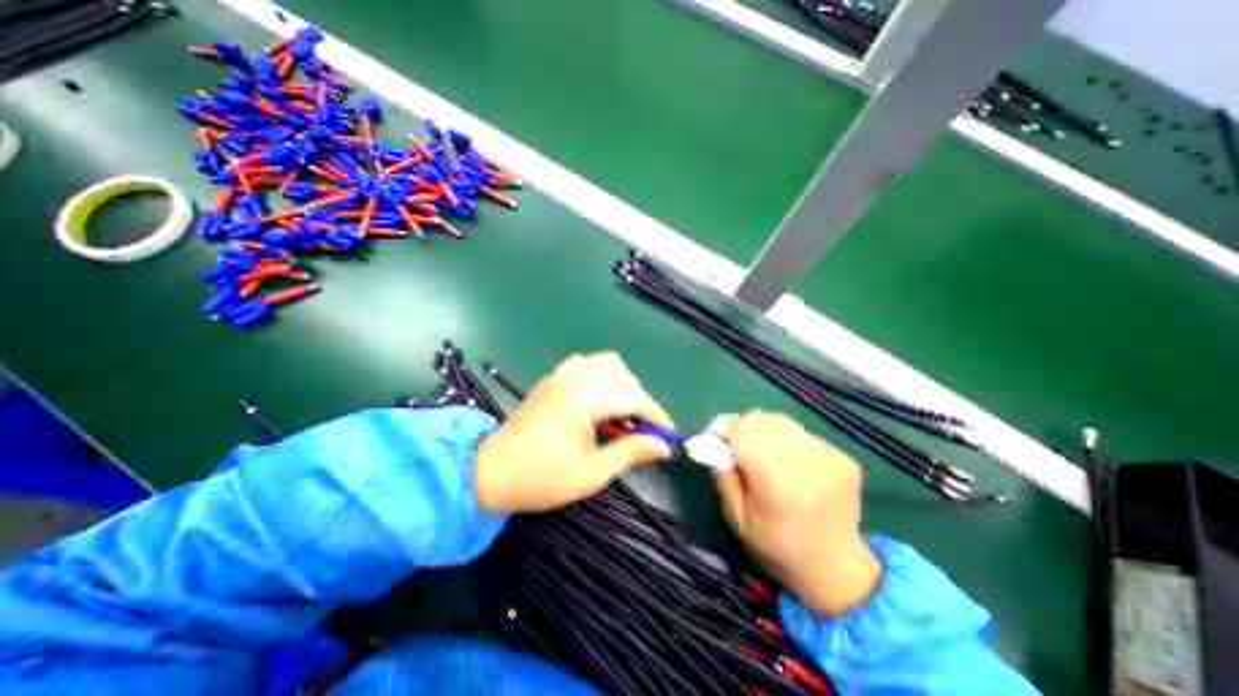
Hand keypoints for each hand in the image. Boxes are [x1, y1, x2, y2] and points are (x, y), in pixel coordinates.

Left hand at [472, 355, 672, 513]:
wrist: (492, 472)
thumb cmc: (541, 479)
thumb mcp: (591, 474)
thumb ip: (630, 453)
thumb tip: (664, 446)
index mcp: (580, 402)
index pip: (632, 397)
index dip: (655, 415)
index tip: (668, 434)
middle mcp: (572, 379)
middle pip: (624, 376)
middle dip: (640, 402)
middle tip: (641, 431)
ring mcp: (561, 373)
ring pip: (608, 363)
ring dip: (624, 385)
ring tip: (622, 414)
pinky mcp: (555, 376)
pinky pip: (590, 364)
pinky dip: (605, 376)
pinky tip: (601, 401)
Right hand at [711, 411, 885, 617]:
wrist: (836, 570)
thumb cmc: (776, 547)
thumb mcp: (737, 519)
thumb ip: (724, 478)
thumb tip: (714, 444)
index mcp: (776, 482)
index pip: (742, 430)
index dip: (725, 431)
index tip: (718, 443)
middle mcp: (805, 462)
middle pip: (761, 419)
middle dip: (743, 429)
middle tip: (740, 449)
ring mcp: (828, 457)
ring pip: (781, 421)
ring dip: (766, 433)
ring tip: (766, 456)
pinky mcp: (843, 457)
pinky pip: (802, 433)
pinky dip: (789, 441)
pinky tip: (792, 466)